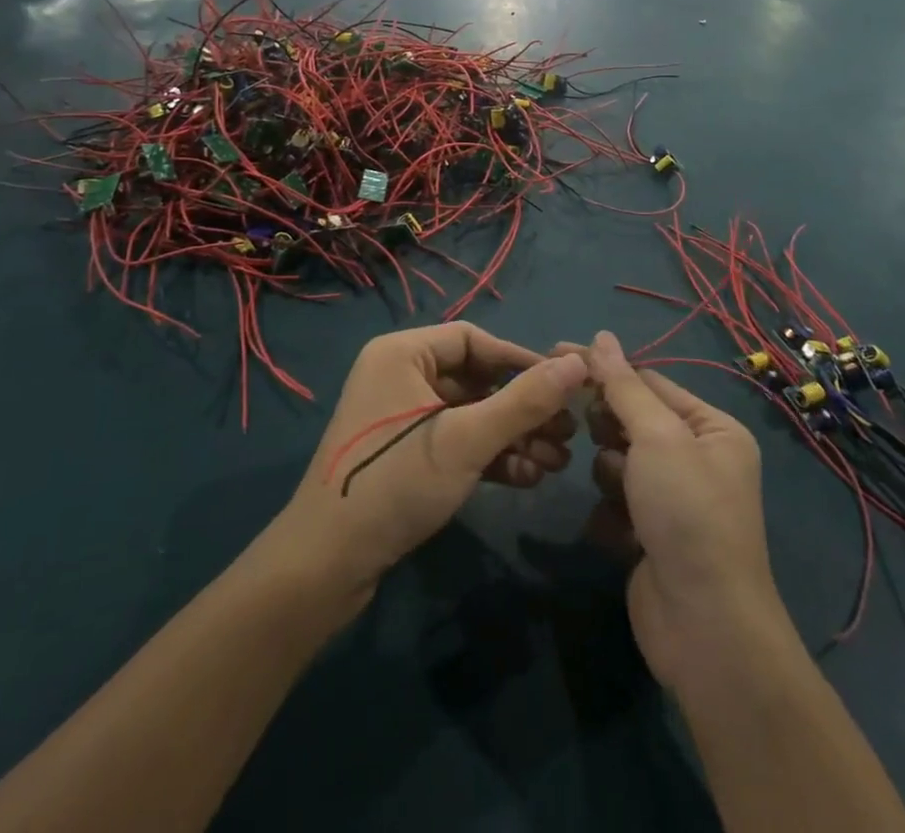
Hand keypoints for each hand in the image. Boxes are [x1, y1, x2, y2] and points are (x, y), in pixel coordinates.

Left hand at [278, 324, 586, 603]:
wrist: (326, 565)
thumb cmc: (395, 483)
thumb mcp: (466, 439)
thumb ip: (524, 401)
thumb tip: (578, 363)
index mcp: (402, 353)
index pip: (473, 340)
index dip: (521, 360)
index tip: (563, 385)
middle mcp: (399, 375)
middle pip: (475, 379)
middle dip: (523, 408)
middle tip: (568, 432)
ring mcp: (401, 418)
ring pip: (470, 414)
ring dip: (513, 436)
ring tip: (557, 462)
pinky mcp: (404, 455)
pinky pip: (456, 441)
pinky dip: (489, 456)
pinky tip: (528, 478)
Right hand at [582, 331, 788, 687]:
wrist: (703, 626)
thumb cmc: (687, 513)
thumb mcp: (658, 436)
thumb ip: (624, 386)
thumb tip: (601, 336)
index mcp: (712, 429)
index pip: (649, 382)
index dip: (604, 369)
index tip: (556, 354)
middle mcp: (697, 459)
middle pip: (632, 421)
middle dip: (610, 429)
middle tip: (598, 437)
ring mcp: (673, 501)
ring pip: (618, 462)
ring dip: (612, 475)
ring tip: (624, 498)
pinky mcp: (650, 535)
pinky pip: (616, 502)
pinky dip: (612, 513)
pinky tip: (621, 533)